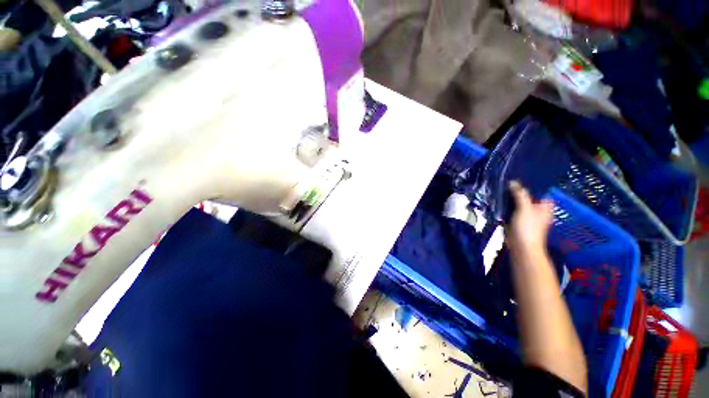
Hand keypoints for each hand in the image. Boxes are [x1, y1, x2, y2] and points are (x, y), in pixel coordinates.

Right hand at [507, 181, 553, 254]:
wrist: (521, 247)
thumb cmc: (528, 228)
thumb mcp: (525, 208)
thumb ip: (519, 194)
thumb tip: (512, 181)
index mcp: (545, 206)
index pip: (540, 190)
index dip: (531, 183)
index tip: (520, 176)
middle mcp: (537, 209)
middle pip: (528, 196)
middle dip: (518, 190)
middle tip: (507, 180)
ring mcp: (526, 215)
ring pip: (518, 202)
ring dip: (511, 197)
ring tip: (501, 187)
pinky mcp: (516, 220)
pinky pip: (511, 209)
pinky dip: (506, 205)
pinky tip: (499, 200)